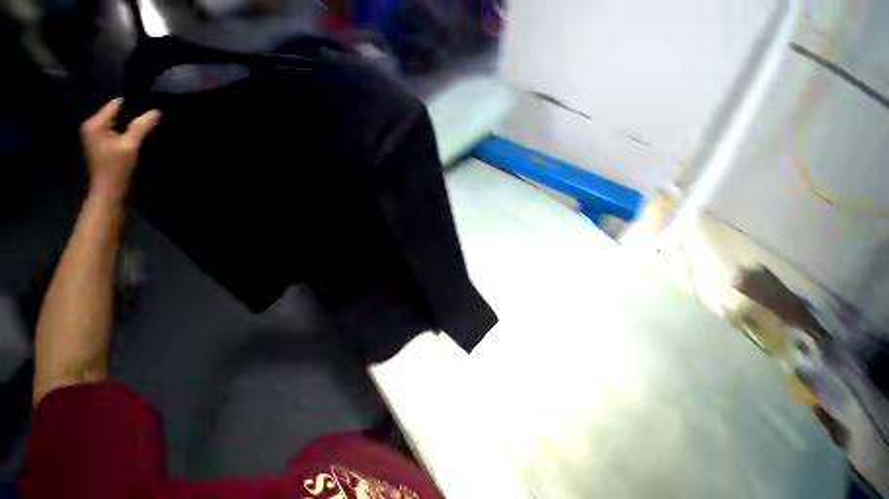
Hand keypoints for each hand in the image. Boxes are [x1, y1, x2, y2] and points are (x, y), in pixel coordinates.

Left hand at [81, 98, 159, 202]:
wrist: (109, 192)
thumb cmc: (117, 169)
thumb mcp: (130, 146)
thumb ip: (141, 127)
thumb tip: (156, 111)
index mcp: (95, 123)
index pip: (116, 104)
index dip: (134, 105)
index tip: (150, 111)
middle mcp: (92, 126)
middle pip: (116, 113)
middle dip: (133, 117)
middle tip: (151, 122)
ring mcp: (95, 135)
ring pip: (117, 123)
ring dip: (131, 126)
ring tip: (147, 129)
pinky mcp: (101, 144)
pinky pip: (116, 132)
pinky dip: (127, 133)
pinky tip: (137, 139)